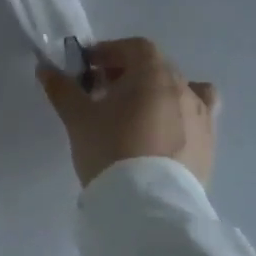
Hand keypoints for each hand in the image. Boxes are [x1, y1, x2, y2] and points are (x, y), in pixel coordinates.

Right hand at [37, 37, 217, 188]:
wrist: (148, 207)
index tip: (88, 68)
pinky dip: (178, 119)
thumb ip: (62, 89)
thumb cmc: (110, 150)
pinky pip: (195, 120)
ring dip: (156, 95)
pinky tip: (160, 139)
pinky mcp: (209, 147)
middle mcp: (184, 88)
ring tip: (134, 118)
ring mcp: (202, 118)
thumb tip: (45, 69)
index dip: (110, 52)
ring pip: (180, 92)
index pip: (135, 48)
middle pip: (157, 68)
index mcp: (154, 74)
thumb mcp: (78, 118)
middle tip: (103, 94)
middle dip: (129, 74)